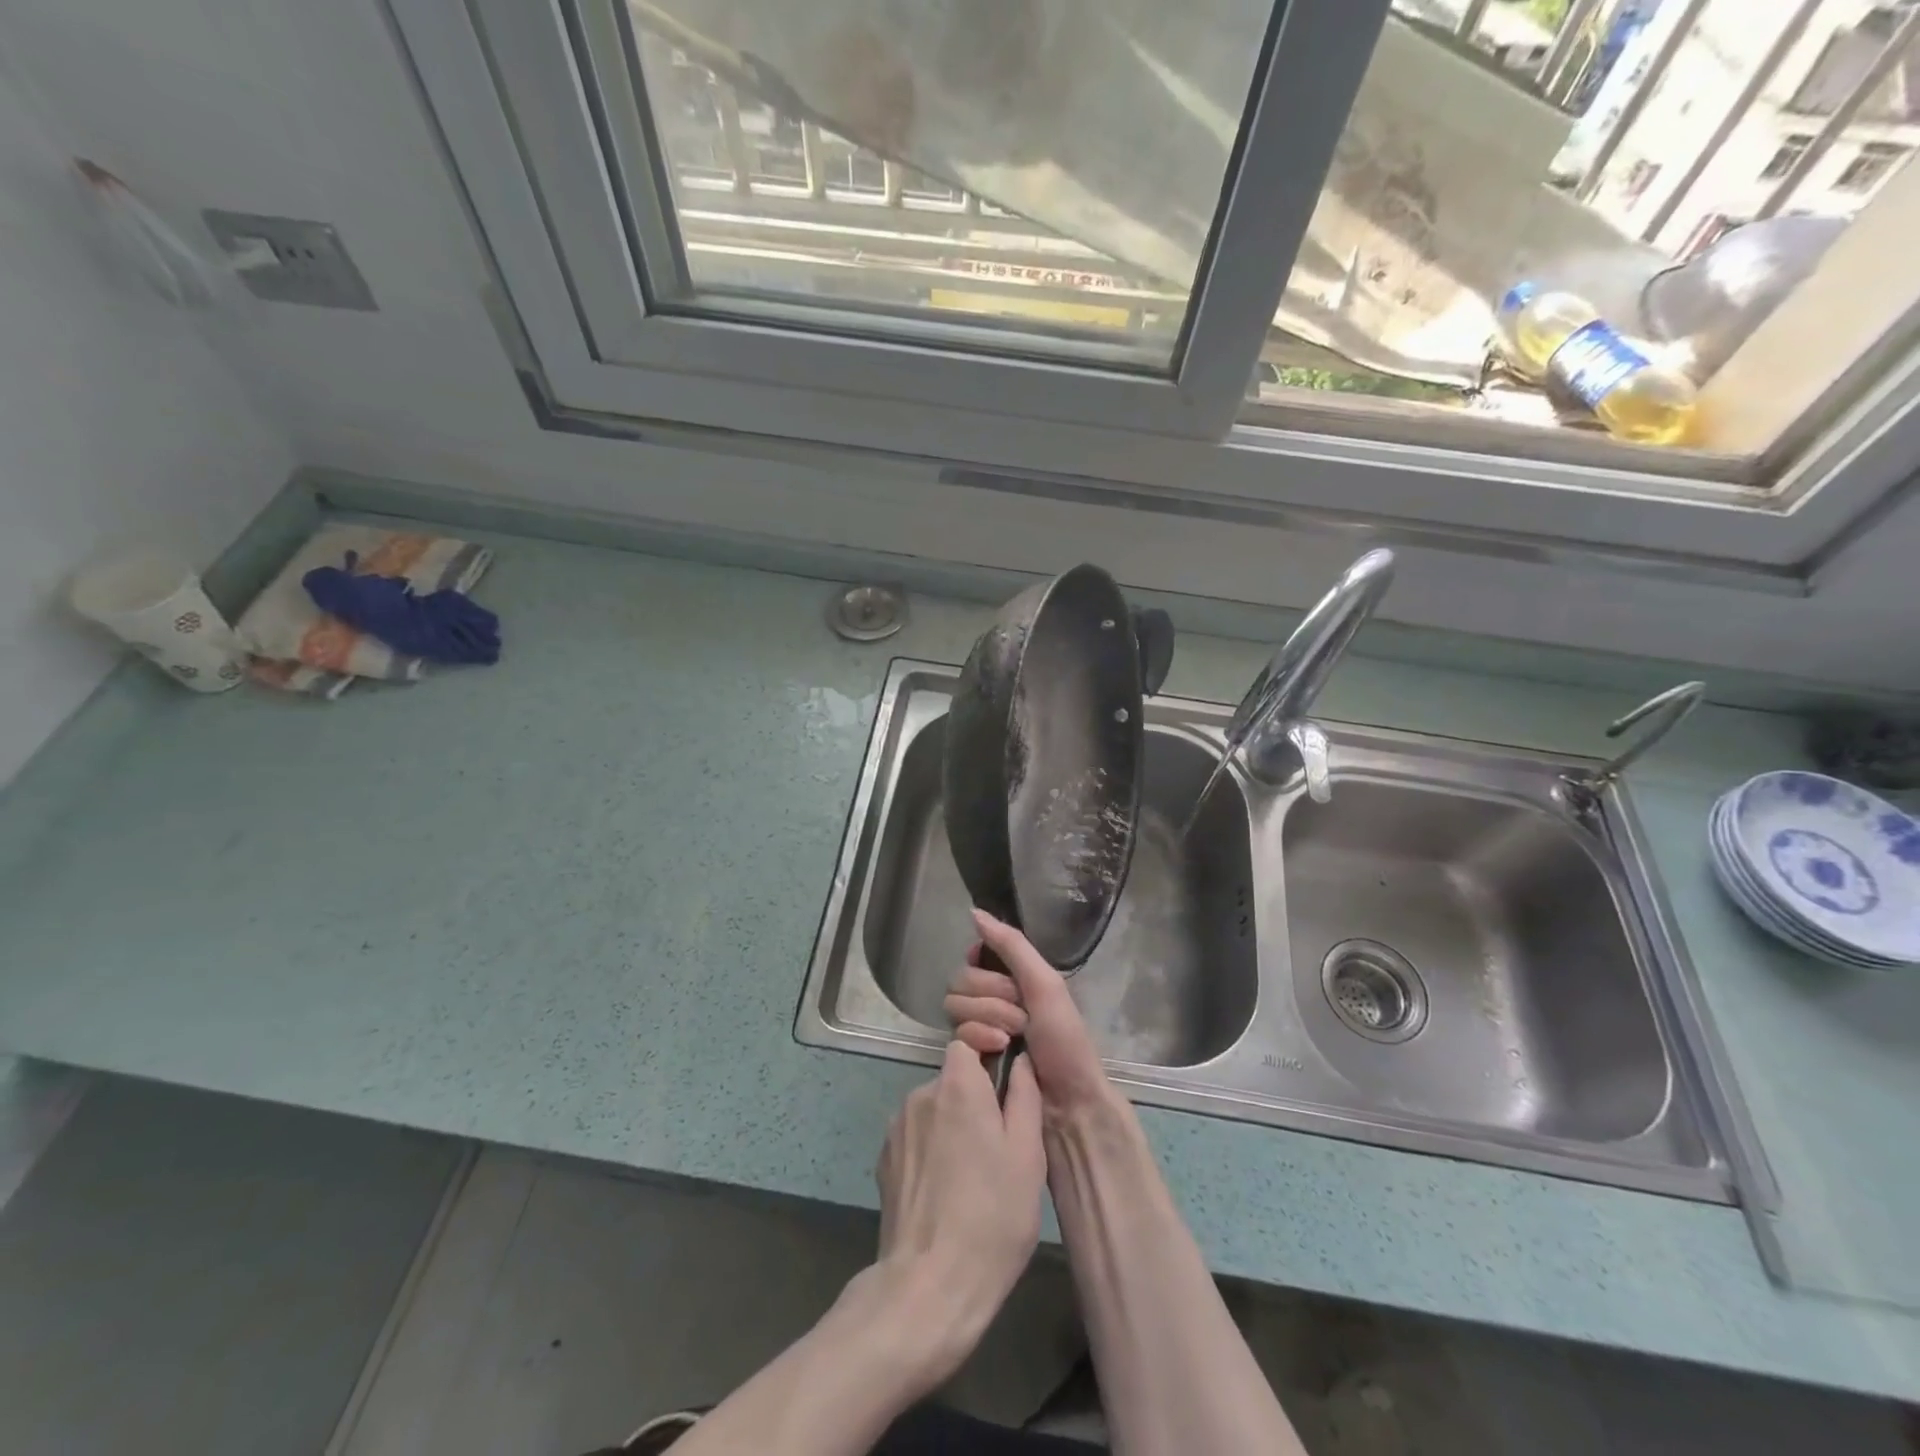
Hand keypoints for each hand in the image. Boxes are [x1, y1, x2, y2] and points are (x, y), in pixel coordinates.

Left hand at [873, 1039, 1045, 1382]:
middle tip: (999, 1144)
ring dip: (953, 1126)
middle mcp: (920, 1093)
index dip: (988, 1054)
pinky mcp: (885, 1159)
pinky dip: (933, 1150)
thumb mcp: (1027, 1155)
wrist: (928, 1286)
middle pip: (953, 1078)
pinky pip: (917, 1137)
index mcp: (956, 1084)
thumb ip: (1024, 1095)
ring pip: (935, 1109)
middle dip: (975, 1099)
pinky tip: (947, 1191)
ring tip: (973, 1175)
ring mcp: (897, 1127)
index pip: (968, 1042)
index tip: (1006, 1084)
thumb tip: (1021, 1060)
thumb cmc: (991, 1217)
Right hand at [944, 908, 1112, 1124]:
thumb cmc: (1065, 1040)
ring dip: (988, 1018)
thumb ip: (1011, 945)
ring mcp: (979, 1031)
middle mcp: (991, 1001)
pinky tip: (998, 1051)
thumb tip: (974, 912)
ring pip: (955, 1006)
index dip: (982, 965)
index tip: (998, 974)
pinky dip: (978, 1038)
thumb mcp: (1045, 984)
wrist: (1068, 1103)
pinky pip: (955, 1035)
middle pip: (961, 981)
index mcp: (1012, 981)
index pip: (973, 959)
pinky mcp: (970, 1060)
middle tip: (1022, 1017)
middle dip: (993, 997)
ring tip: (1012, 1038)